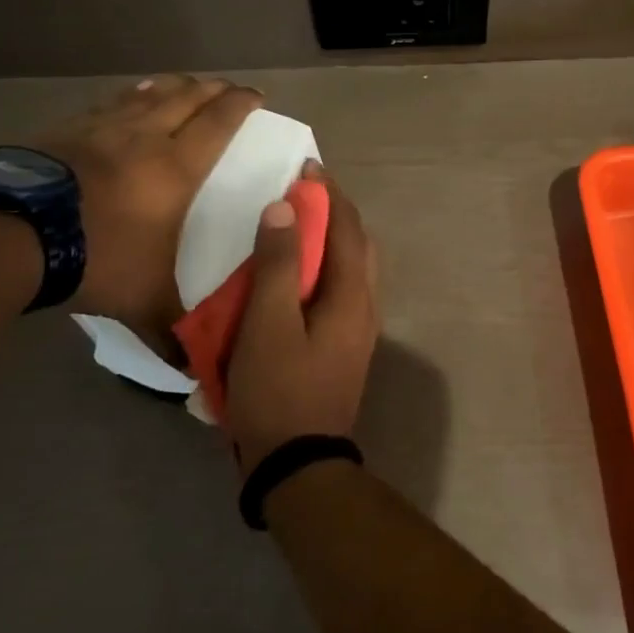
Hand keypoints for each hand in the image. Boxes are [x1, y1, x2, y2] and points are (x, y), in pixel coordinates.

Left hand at [30, 75, 262, 332]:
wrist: (9, 235)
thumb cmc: (94, 257)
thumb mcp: (142, 301)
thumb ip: (172, 331)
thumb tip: (194, 373)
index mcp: (176, 167)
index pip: (219, 122)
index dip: (241, 104)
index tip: (257, 96)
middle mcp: (145, 137)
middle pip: (187, 96)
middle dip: (212, 88)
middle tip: (226, 88)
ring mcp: (102, 129)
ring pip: (147, 93)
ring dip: (172, 86)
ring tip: (182, 84)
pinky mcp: (65, 131)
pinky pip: (108, 104)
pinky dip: (128, 97)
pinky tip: (126, 100)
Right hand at [225, 170, 379, 472]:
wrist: (299, 465)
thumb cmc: (279, 390)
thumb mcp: (268, 324)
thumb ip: (277, 264)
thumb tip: (285, 208)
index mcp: (352, 293)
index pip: (347, 227)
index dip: (328, 193)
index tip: (307, 167)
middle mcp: (365, 304)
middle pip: (357, 244)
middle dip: (334, 213)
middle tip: (302, 194)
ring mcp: (359, 328)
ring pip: (352, 268)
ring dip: (331, 241)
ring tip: (297, 228)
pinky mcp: (346, 346)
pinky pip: (342, 289)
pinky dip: (325, 268)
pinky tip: (298, 277)